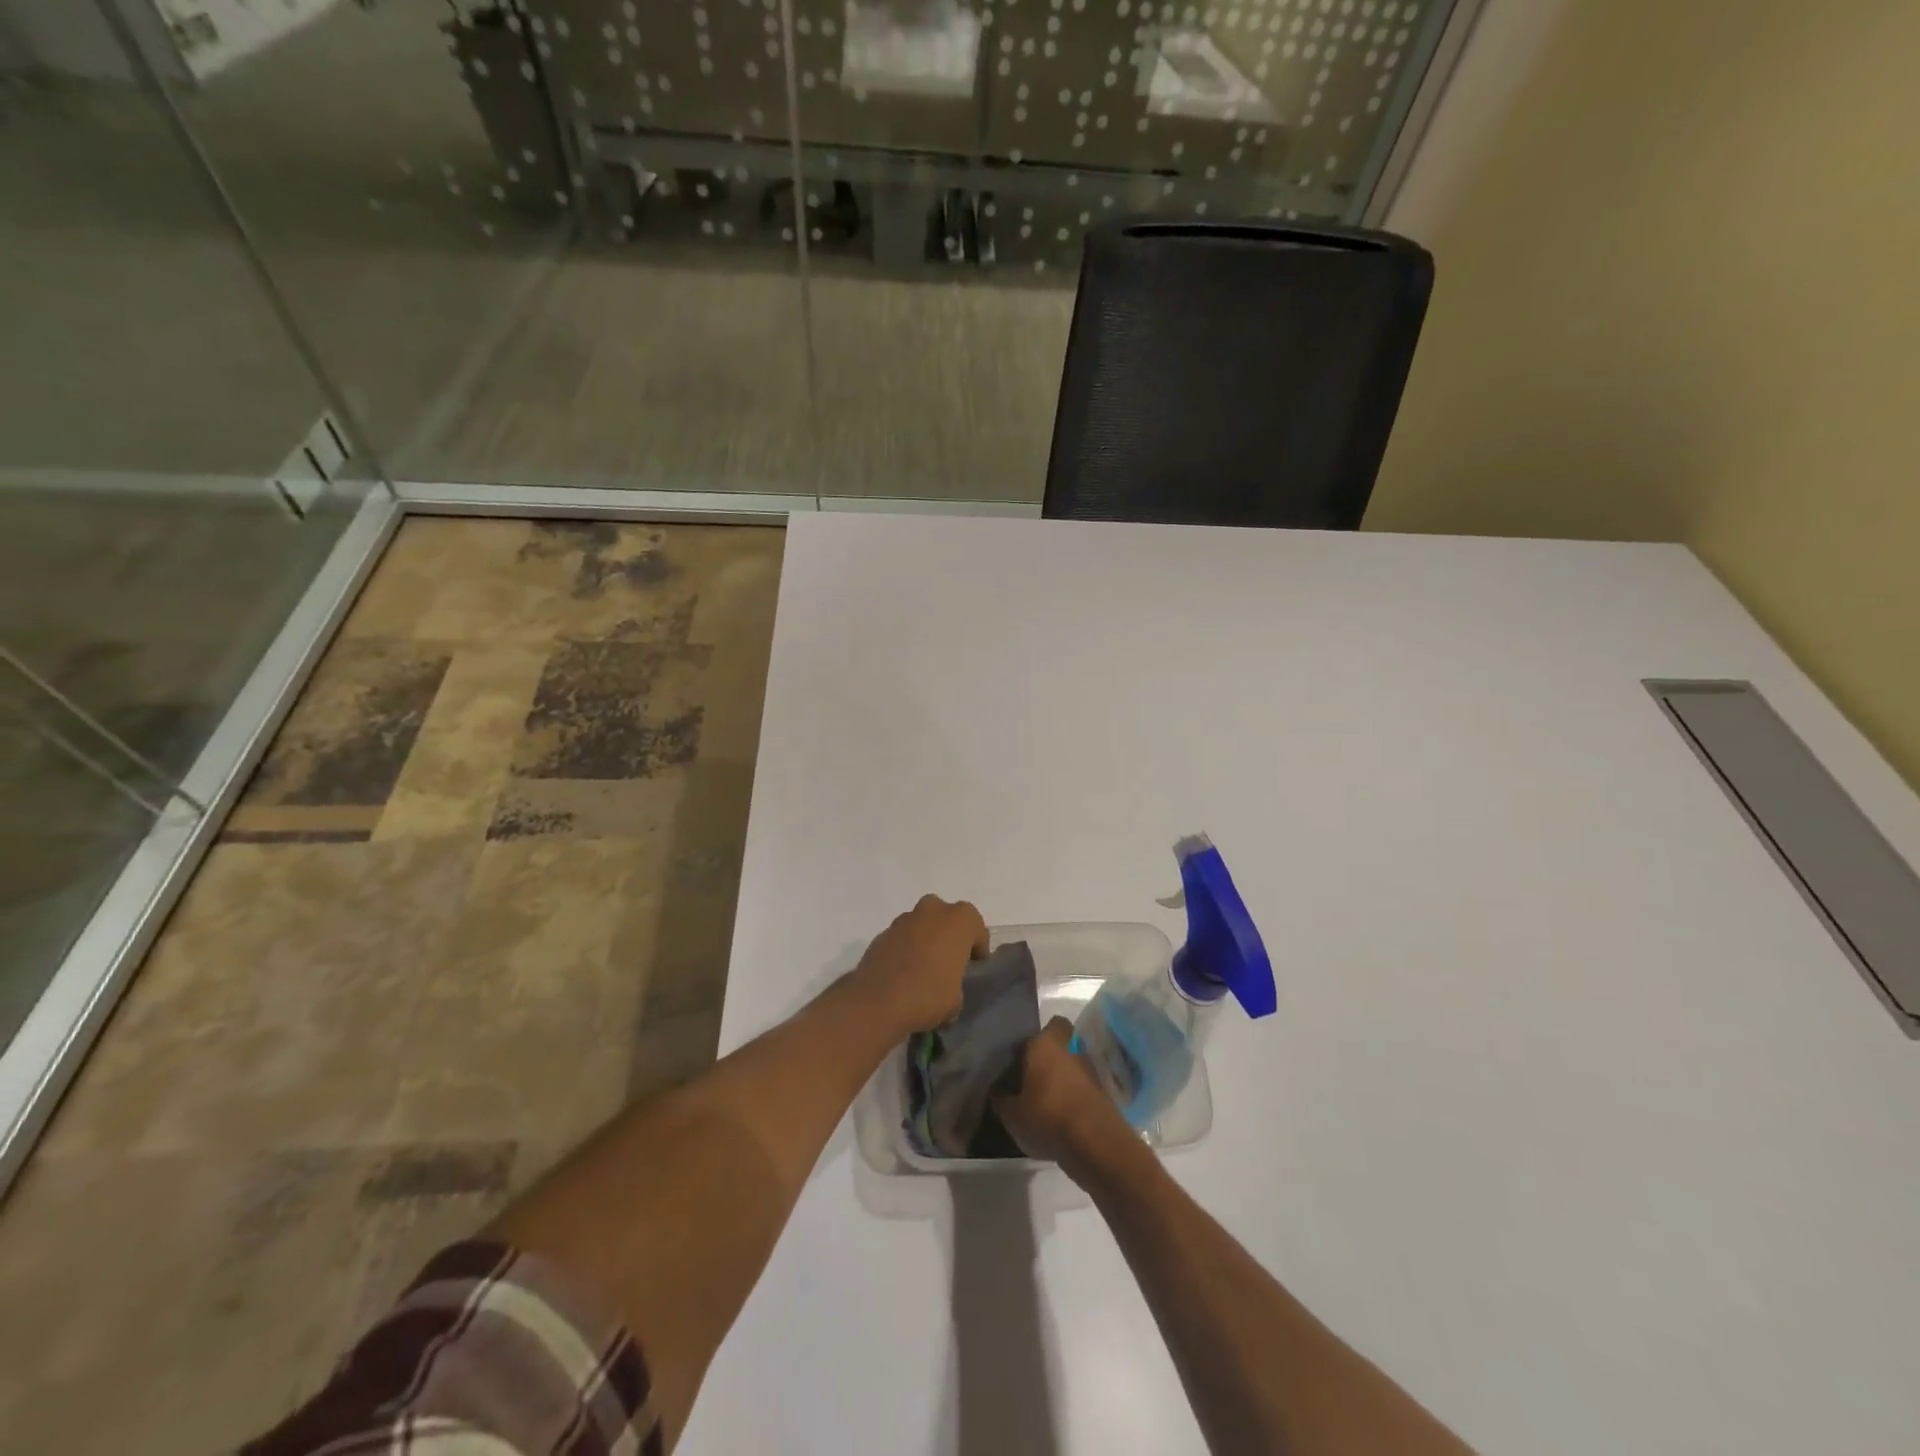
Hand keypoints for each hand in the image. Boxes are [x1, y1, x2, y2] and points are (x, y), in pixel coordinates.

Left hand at [849, 895, 987, 1035]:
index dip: (977, 948)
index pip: (976, 928)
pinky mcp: (882, 933)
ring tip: (923, 970)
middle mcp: (932, 910)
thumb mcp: (956, 1000)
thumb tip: (946, 990)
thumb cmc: (928, 995)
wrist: (876, 1001)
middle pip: (946, 917)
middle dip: (948, 934)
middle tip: (948, 961)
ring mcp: (904, 919)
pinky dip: (904, 950)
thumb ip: (956, 985)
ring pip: (921, 924)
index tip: (973, 966)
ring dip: (924, 940)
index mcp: (959, 920)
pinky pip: (901, 938)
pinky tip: (902, 974)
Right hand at [994, 1018, 1141, 1184]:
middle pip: (1060, 1043)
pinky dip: (1074, 1096)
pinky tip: (1060, 1117)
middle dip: (1048, 1056)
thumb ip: (1002, 1100)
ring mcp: (1090, 1069)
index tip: (1018, 1061)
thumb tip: (997, 1093)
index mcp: (1045, 1043)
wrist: (1095, 1144)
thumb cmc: (1047, 1117)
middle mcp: (1071, 1047)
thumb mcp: (1012, 1115)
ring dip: (1062, 1077)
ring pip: (1072, 1064)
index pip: (1041, 1029)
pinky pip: (1082, 1086)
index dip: (1030, 1042)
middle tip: (1031, 1077)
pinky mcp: (1103, 1092)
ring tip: (1044, 1102)